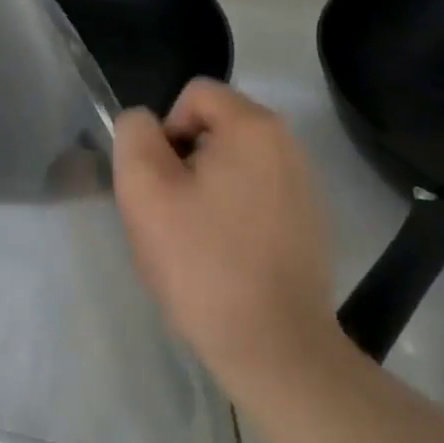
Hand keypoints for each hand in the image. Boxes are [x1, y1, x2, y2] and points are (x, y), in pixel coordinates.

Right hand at [114, 80, 335, 389]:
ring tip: (195, 243)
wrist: (275, 348)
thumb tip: (145, 125)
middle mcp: (289, 145)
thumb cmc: (204, 263)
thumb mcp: (146, 191)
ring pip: (233, 167)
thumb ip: (134, 137)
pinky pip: (256, 198)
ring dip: (206, 192)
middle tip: (171, 216)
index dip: (164, 131)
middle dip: (183, 163)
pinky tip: (225, 260)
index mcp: (255, 127)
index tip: (160, 183)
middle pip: (215, 130)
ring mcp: (305, 186)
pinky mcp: (309, 224)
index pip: (195, 94)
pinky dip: (233, 216)